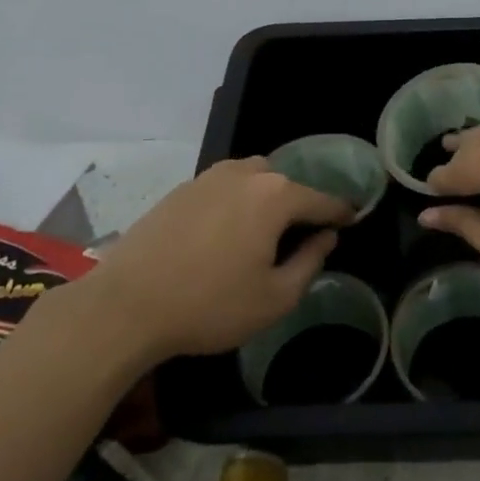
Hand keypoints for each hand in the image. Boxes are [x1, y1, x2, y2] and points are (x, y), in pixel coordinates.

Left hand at [83, 159, 352, 358]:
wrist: (126, 305)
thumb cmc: (210, 305)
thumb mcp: (275, 298)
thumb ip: (310, 262)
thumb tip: (326, 237)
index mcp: (275, 196)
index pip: (322, 200)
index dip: (341, 212)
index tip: (353, 219)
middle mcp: (244, 175)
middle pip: (285, 182)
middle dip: (299, 203)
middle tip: (300, 235)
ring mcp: (208, 178)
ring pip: (251, 178)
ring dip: (265, 198)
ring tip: (262, 232)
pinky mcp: (180, 190)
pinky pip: (222, 187)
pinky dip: (234, 202)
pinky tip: (224, 233)